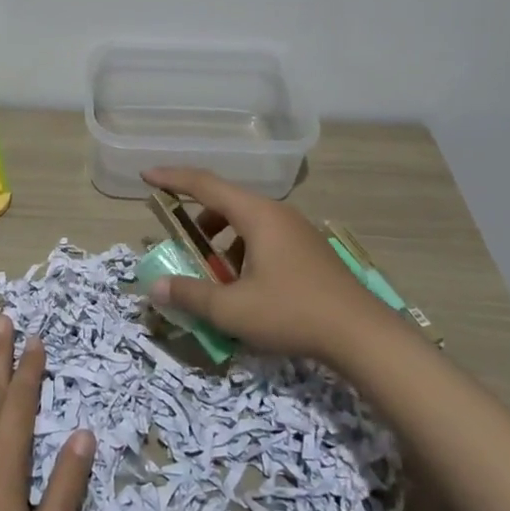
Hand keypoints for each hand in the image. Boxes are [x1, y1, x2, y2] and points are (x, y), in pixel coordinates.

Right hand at [142, 166, 391, 364]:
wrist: (362, 335)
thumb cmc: (292, 313)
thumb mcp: (232, 310)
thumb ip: (190, 295)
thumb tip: (155, 287)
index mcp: (257, 215)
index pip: (205, 184)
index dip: (173, 178)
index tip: (147, 176)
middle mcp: (277, 213)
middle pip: (227, 202)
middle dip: (198, 219)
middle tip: (181, 240)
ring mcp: (297, 230)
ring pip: (248, 222)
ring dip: (223, 239)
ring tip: (214, 272)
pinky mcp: (309, 250)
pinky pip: (266, 237)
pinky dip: (244, 250)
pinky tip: (247, 286)